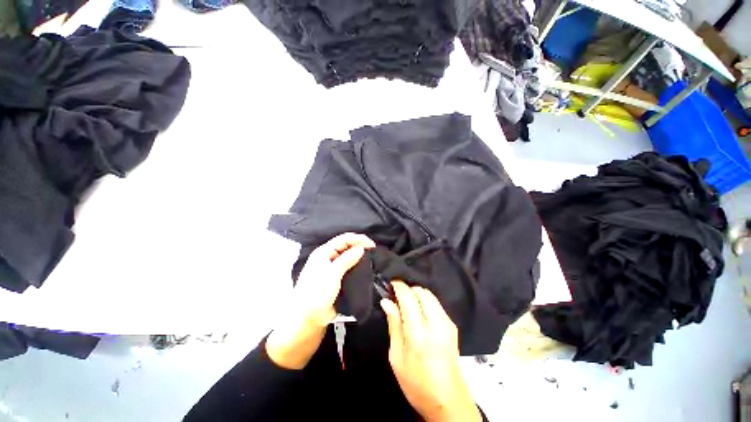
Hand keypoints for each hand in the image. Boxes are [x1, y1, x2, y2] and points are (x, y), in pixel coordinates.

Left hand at [266, 233, 374, 368]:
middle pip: (347, 245)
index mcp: (324, 252)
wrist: (308, 318)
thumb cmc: (317, 293)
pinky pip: (349, 266)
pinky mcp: (337, 277)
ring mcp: (332, 267)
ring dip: (359, 255)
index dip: (359, 239)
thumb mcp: (332, 274)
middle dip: (360, 245)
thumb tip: (361, 248)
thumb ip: (347, 259)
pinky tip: (365, 267)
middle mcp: (328, 257)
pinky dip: (357, 265)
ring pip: (348, 255)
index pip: (344, 239)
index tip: (372, 245)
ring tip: (371, 258)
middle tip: (373, 252)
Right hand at [380, 282, 480, 421]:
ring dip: (416, 294)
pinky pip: (436, 303)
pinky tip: (418, 312)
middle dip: (408, 289)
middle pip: (421, 291)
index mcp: (420, 333)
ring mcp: (447, 323)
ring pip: (429, 294)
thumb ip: (394, 325)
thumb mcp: (397, 357)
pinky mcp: (453, 325)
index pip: (408, 296)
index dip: (398, 286)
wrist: (449, 402)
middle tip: (396, 298)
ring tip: (406, 305)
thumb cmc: (417, 384)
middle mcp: (437, 323)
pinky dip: (424, 301)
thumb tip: (386, 301)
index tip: (390, 284)